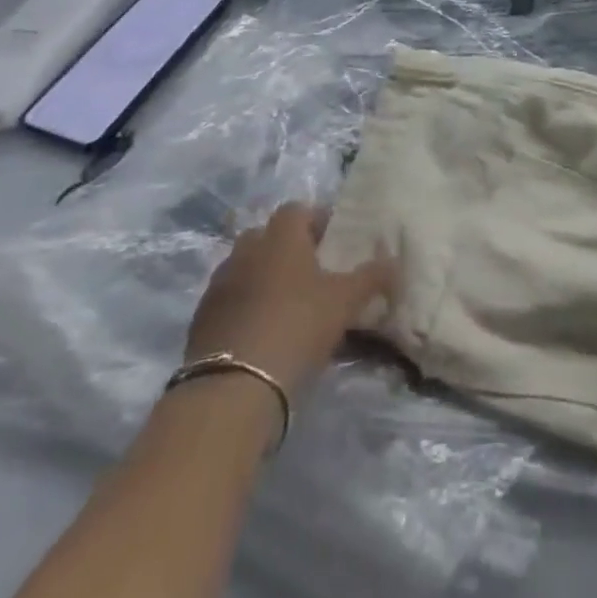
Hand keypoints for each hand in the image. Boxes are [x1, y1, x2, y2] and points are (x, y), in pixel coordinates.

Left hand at [185, 202, 395, 391]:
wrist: (232, 388)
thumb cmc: (296, 326)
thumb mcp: (345, 301)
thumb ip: (372, 277)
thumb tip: (395, 262)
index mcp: (280, 237)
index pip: (297, 210)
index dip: (316, 220)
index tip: (333, 242)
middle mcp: (245, 250)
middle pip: (267, 236)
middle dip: (286, 248)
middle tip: (311, 272)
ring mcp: (218, 285)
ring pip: (245, 268)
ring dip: (263, 278)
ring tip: (286, 305)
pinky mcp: (201, 320)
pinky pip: (229, 300)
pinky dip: (244, 307)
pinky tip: (262, 332)